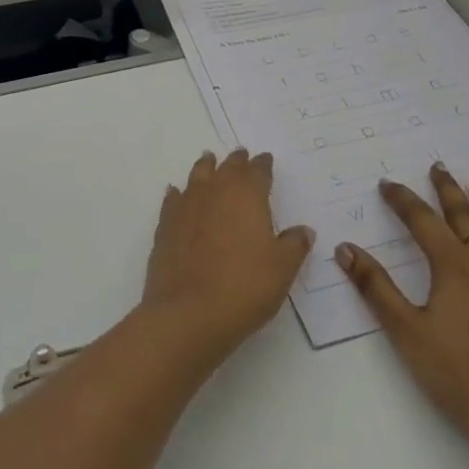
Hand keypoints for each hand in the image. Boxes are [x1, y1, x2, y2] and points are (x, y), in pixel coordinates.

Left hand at [140, 149, 313, 365]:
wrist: (189, 313)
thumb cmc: (245, 286)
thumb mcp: (282, 269)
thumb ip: (294, 245)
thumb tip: (303, 230)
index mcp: (248, 195)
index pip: (258, 171)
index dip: (263, 165)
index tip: (266, 160)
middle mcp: (216, 191)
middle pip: (227, 167)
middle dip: (236, 161)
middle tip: (241, 155)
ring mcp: (187, 206)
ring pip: (197, 176)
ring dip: (206, 167)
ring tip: (208, 160)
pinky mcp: (166, 225)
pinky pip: (173, 199)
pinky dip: (178, 194)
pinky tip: (177, 193)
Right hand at [337, 163, 468, 468]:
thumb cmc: (459, 377)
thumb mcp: (407, 333)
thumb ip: (376, 288)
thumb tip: (346, 248)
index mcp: (453, 267)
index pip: (422, 221)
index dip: (402, 200)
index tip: (386, 184)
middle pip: (465, 217)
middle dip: (448, 190)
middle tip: (438, 167)